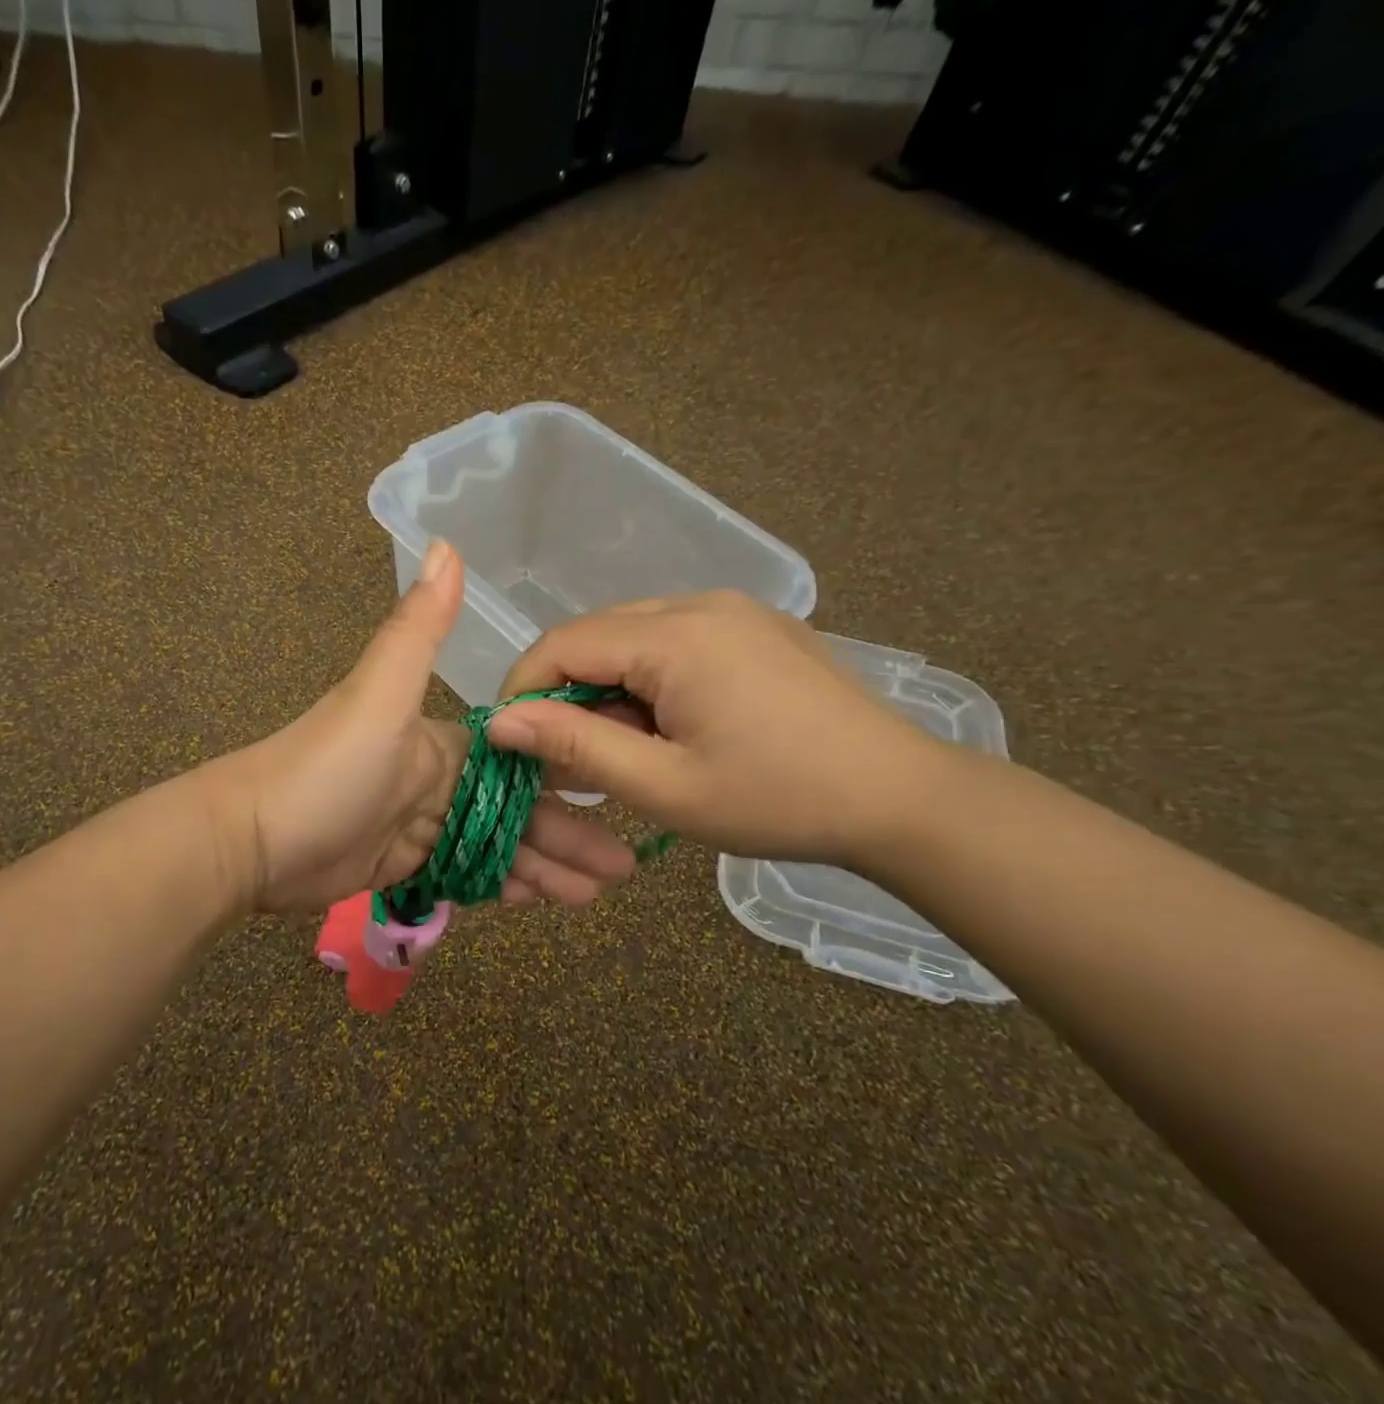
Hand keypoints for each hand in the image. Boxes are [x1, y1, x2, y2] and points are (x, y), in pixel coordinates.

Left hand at [208, 542, 635, 913]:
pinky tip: (544, 901)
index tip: (619, 792)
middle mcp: (440, 778)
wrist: (251, 840)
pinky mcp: (404, 863)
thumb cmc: (325, 768)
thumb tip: (445, 542)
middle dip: (570, 835)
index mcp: (444, 739)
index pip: (522, 756)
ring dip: (547, 866)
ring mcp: (422, 824)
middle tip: (623, 867)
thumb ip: (418, 629)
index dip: (568, 774)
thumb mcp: (378, 694)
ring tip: (598, 893)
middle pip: (519, 808)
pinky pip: (468, 873)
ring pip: (499, 845)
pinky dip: (505, 884)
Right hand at [486, 591, 944, 867]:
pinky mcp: (755, 627)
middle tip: (569, 759)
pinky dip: (648, 681)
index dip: (523, 690)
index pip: (562, 643)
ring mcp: (733, 610)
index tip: (513, 745)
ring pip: (632, 638)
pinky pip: (673, 641)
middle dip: (566, 694)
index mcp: (677, 636)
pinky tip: (669, 727)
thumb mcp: (665, 786)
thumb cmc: (778, 800)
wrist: (902, 799)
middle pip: (595, 635)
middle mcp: (700, 603)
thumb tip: (501, 722)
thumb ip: (576, 747)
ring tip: (625, 751)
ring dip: (608, 690)